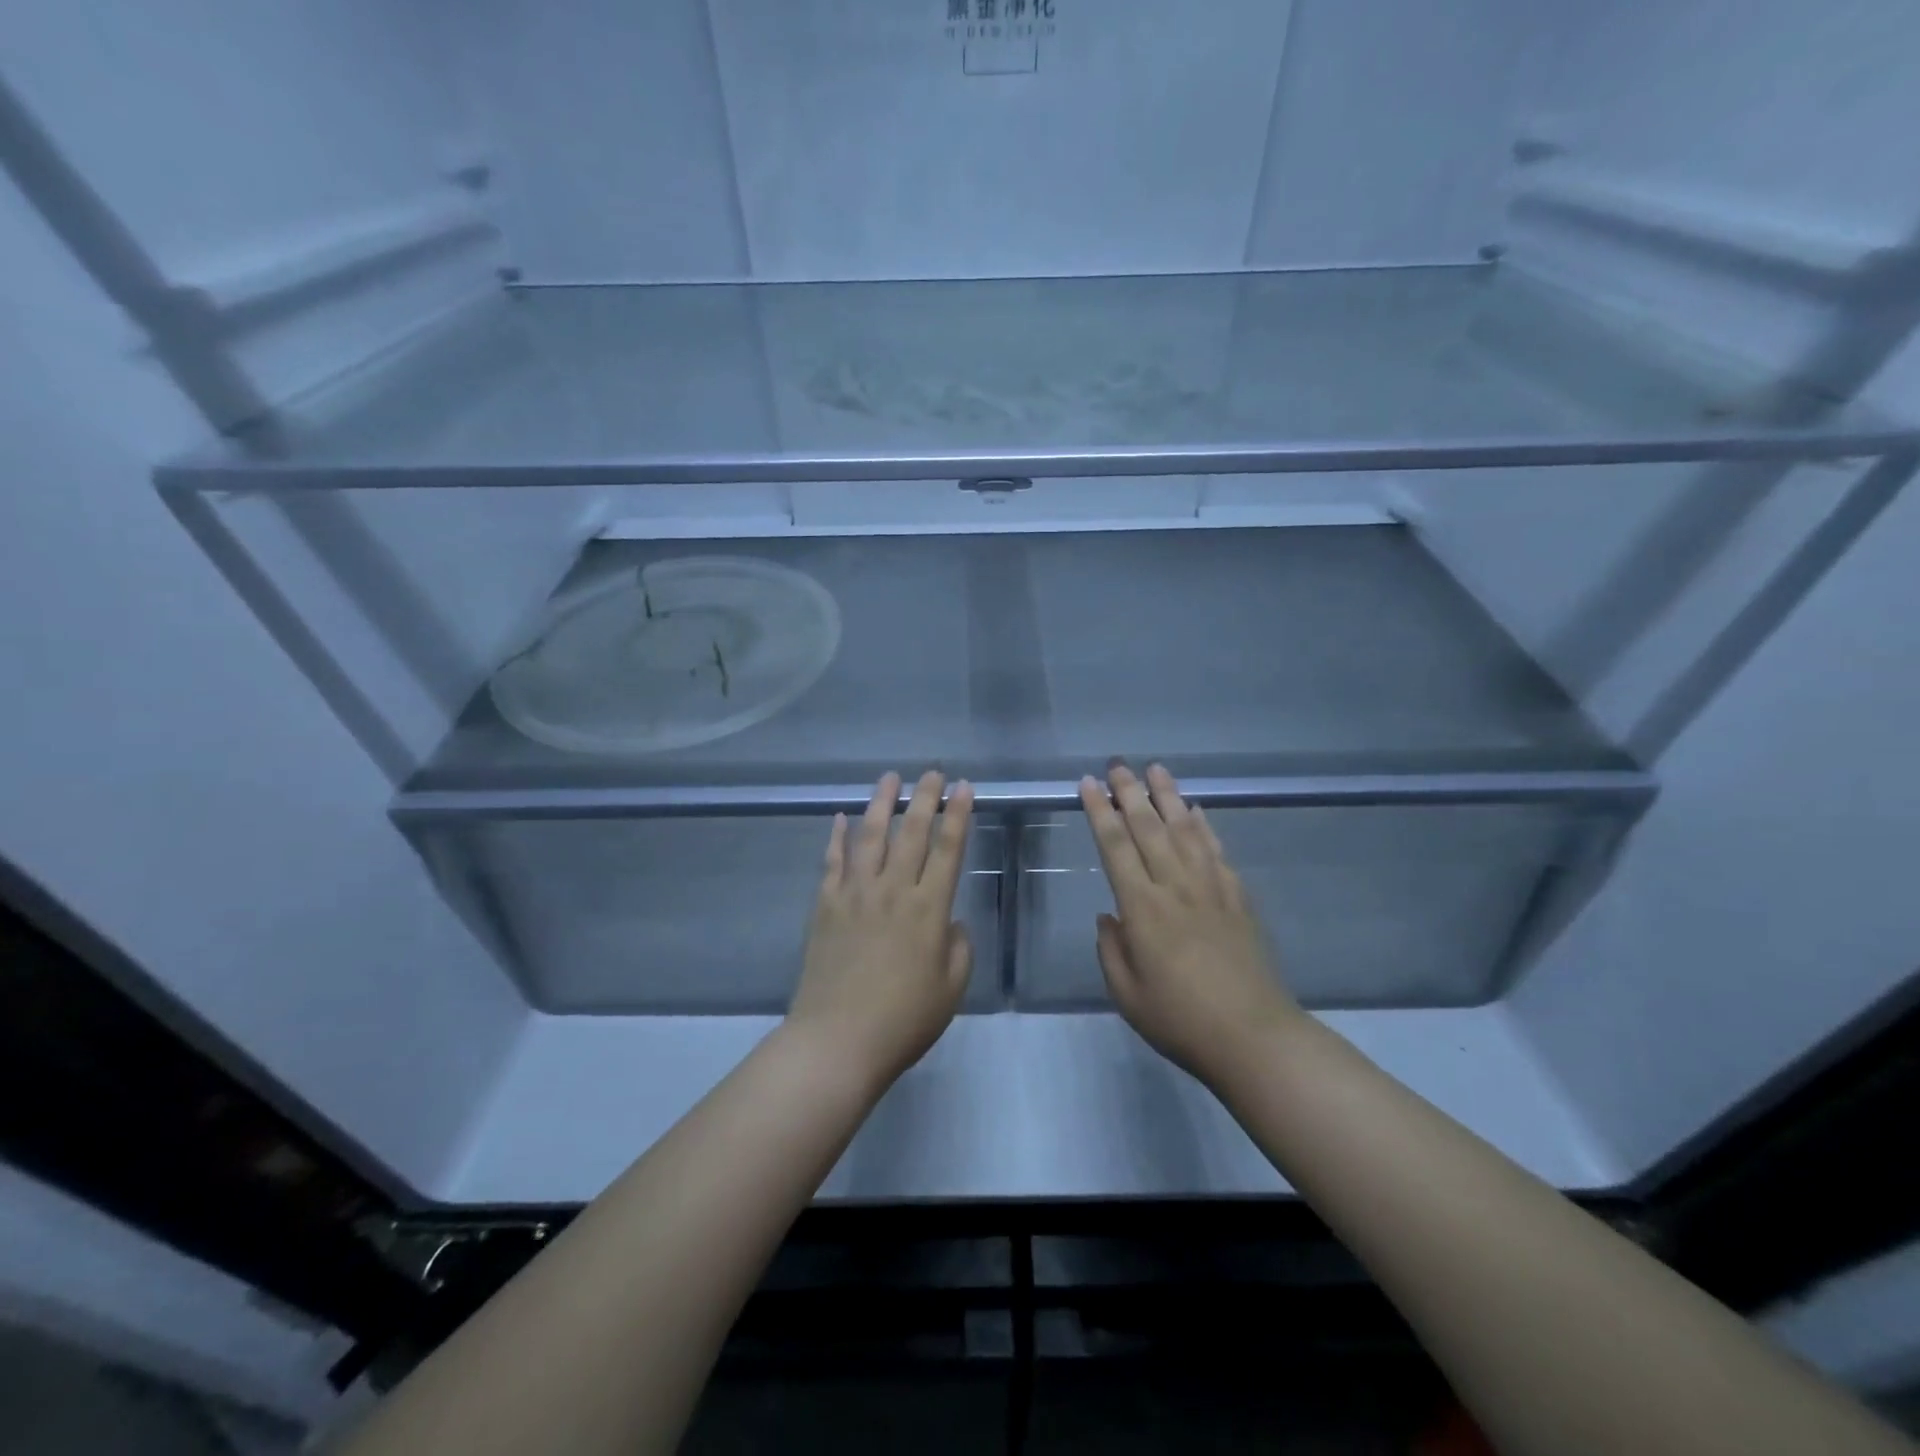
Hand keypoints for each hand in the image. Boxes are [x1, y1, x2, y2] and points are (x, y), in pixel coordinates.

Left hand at [788, 771, 975, 1090]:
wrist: (838, 1040)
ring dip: (881, 803)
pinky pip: (832, 861)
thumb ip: (958, 947)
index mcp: (928, 909)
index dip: (957, 814)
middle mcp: (893, 890)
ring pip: (870, 836)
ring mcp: (854, 894)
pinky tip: (840, 816)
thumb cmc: (904, 1020)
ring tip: (889, 777)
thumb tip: (950, 920)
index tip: (963, 787)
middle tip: (932, 772)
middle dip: (924, 797)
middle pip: (911, 832)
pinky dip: (836, 836)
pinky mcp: (825, 905)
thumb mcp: (951, 988)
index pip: (948, 849)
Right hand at [1080, 764, 1301, 1085]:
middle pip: (1149, 828)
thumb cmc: (1180, 1020)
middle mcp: (1175, 887)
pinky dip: (1204, 826)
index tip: (1088, 784)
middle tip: (1118, 764)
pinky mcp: (1239, 900)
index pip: (1115, 847)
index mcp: (1142, 908)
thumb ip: (1111, 950)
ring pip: (1186, 831)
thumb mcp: (1127, 995)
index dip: (1099, 812)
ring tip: (1156, 769)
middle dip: (1130, 792)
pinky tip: (1197, 811)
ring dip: (1169, 797)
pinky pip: (1217, 852)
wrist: (1254, 1037)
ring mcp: (1211, 890)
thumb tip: (1109, 916)